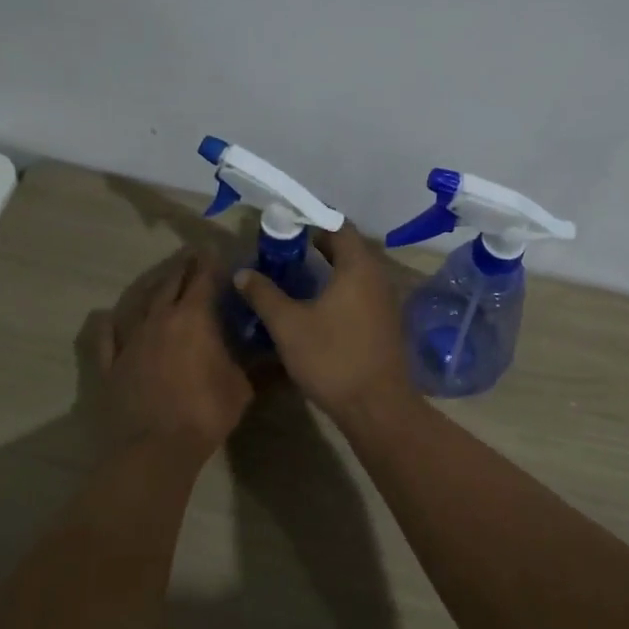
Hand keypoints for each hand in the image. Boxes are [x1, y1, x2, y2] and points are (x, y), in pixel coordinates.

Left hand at [94, 254, 251, 460]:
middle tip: (190, 256)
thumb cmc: (205, 412)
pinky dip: (108, 325)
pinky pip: (106, 338)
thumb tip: (273, 353)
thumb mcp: (241, 387)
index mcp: (194, 318)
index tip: (215, 253)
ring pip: (140, 304)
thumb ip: (253, 364)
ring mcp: (131, 340)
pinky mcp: (111, 364)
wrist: (155, 448)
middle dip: (182, 268)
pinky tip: (106, 317)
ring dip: (153, 289)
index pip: (203, 279)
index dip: (210, 264)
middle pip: (171, 284)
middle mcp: (160, 319)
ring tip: (161, 280)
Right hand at [232, 226, 418, 422]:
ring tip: (295, 275)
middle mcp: (377, 276)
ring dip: (328, 268)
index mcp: (358, 266)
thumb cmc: (332, 358)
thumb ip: (265, 295)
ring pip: (354, 272)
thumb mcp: (289, 326)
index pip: (338, 226)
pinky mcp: (385, 322)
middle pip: (348, 247)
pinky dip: (339, 288)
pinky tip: (316, 305)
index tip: (285, 226)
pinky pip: (360, 292)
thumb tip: (243, 273)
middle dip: (316, 244)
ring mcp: (385, 301)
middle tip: (283, 250)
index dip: (311, 221)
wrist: (377, 406)